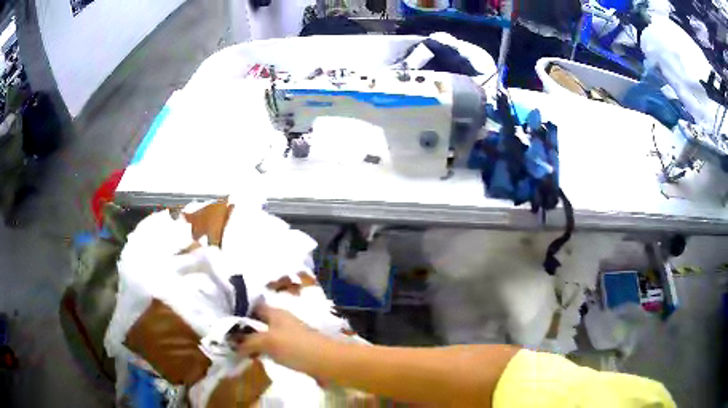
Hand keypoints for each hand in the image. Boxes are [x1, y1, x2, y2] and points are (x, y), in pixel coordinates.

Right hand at [237, 304, 330, 372]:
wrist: (328, 362)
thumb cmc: (296, 347)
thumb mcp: (268, 342)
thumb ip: (249, 341)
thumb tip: (233, 344)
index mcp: (276, 313)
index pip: (253, 307)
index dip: (239, 312)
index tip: (225, 321)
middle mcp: (282, 320)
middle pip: (259, 321)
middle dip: (245, 329)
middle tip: (228, 339)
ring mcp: (290, 335)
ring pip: (266, 335)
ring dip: (254, 341)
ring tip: (238, 350)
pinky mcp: (295, 349)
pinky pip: (274, 347)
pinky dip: (264, 350)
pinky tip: (257, 358)